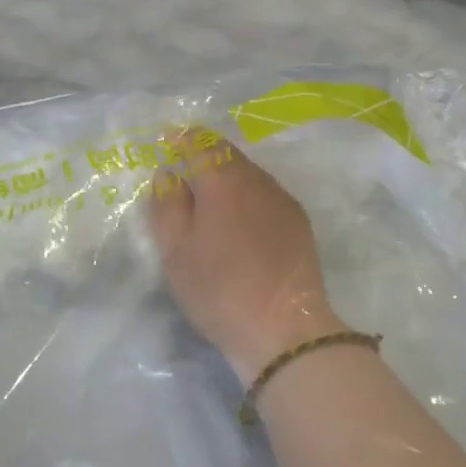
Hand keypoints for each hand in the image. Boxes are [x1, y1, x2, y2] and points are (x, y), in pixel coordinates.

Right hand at [147, 132, 346, 382]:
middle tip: (184, 172)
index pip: (200, 143)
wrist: (284, 328)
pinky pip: (266, 196)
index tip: (166, 142)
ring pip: (249, 175)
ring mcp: (282, 200)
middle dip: (204, 156)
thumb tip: (169, 173)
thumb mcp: (176, 251)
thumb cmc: (220, 289)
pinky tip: (239, 222)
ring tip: (209, 200)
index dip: (181, 139)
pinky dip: (247, 198)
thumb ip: (168, 205)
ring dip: (228, 178)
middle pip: (228, 155)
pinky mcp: (299, 223)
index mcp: (223, 181)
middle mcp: (257, 180)